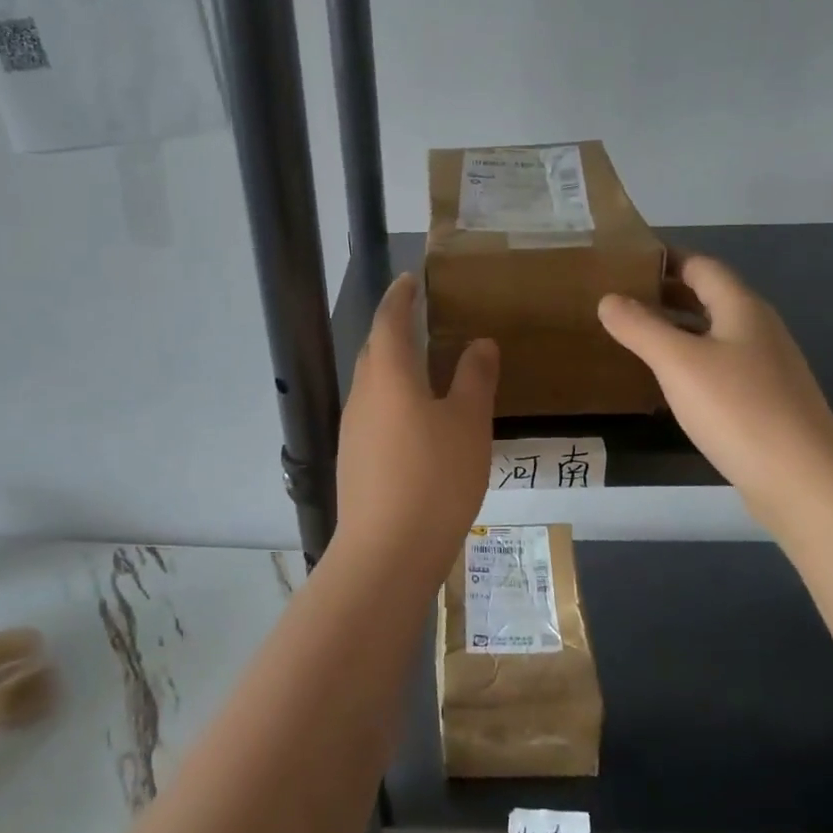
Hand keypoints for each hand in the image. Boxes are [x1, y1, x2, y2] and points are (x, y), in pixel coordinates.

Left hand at [335, 274, 497, 572]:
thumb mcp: (468, 423)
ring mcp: (352, 430)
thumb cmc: (435, 477)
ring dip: (393, 368)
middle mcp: (362, 395)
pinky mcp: (352, 460)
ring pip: (372, 384)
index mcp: (388, 375)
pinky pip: (373, 414)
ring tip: (422, 368)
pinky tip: (414, 422)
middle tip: (420, 320)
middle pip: (374, 351)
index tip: (410, 279)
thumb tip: (480, 343)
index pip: (389, 320)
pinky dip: (392, 400)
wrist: (386, 552)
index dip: (400, 297)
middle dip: (393, 330)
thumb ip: (474, 378)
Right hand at [598, 255, 832, 523]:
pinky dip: (691, 362)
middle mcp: (759, 330)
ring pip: (715, 334)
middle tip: (620, 299)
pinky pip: (721, 366)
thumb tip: (609, 299)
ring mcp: (766, 368)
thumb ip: (641, 327)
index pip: (701, 266)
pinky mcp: (766, 402)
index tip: (626, 262)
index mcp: (742, 308)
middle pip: (710, 298)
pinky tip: (669, 382)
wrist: (803, 481)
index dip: (665, 259)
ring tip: (635, 336)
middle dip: (667, 294)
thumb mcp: (679, 363)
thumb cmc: (738, 409)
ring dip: (678, 329)